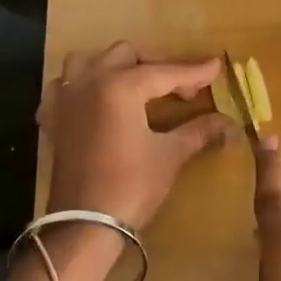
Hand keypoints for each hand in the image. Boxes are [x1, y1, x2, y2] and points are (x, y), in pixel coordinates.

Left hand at [40, 44, 229, 229]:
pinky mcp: (53, 120)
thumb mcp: (170, 155)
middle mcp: (90, 82)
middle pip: (126, 55)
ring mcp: (66, 99)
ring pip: (87, 62)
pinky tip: (96, 103)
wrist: (84, 224)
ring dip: (113, 67)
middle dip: (156, 66)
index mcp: (120, 86)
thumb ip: (198, 131)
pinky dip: (81, 87)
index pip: (165, 72)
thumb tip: (227, 123)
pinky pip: (63, 88)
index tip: (216, 67)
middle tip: (181, 90)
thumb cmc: (131, 186)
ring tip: (135, 86)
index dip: (194, 72)